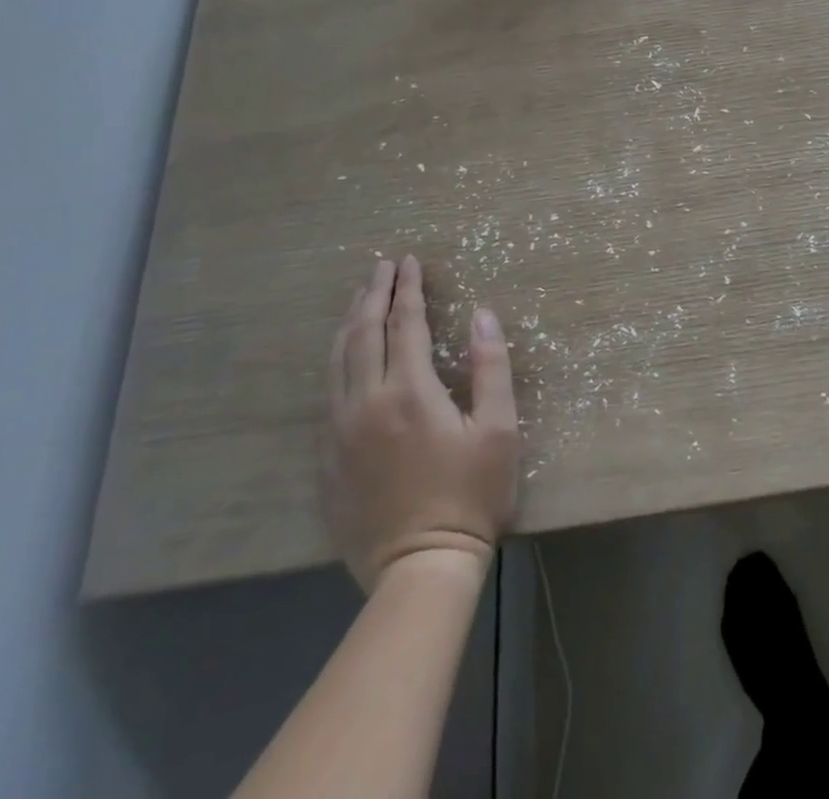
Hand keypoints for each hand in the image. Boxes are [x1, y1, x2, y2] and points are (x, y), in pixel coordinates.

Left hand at [323, 255, 518, 591]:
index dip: (408, 289)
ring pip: (337, 362)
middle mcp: (366, 404)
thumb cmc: (471, 494)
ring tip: (359, 297)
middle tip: (382, 266)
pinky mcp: (329, 458)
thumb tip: (483, 315)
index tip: (409, 261)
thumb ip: (492, 367)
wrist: (420, 567)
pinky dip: (338, 360)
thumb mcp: (499, 429)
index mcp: (410, 392)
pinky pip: (328, 393)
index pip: (405, 324)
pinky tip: (346, 355)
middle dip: (373, 295)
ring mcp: (340, 432)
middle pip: (363, 335)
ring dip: (350, 323)